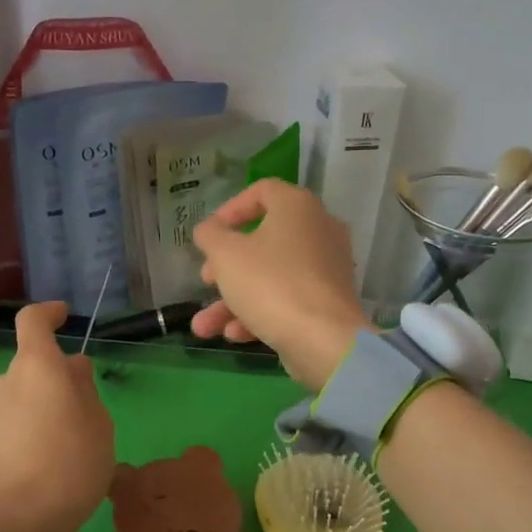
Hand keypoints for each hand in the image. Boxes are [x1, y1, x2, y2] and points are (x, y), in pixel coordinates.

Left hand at [0, 301, 114, 531]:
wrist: (11, 524)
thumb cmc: (70, 467)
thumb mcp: (99, 427)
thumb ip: (85, 390)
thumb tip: (73, 368)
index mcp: (36, 368)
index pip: (33, 321)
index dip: (48, 314)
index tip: (62, 316)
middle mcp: (1, 383)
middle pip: (27, 370)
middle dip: (49, 383)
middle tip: (76, 415)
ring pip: (12, 402)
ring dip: (32, 414)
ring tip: (55, 451)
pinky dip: (15, 440)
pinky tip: (31, 471)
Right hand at [190, 180, 371, 389]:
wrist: (323, 339)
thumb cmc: (270, 283)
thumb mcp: (225, 255)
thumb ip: (210, 236)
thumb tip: (209, 229)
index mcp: (297, 207)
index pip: (262, 191)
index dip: (230, 209)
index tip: (210, 234)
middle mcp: (318, 231)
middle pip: (262, 240)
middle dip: (225, 265)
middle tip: (206, 280)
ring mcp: (326, 268)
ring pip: (270, 276)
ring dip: (233, 300)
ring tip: (204, 326)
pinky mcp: (327, 301)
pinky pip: (287, 298)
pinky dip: (260, 312)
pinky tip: (234, 335)